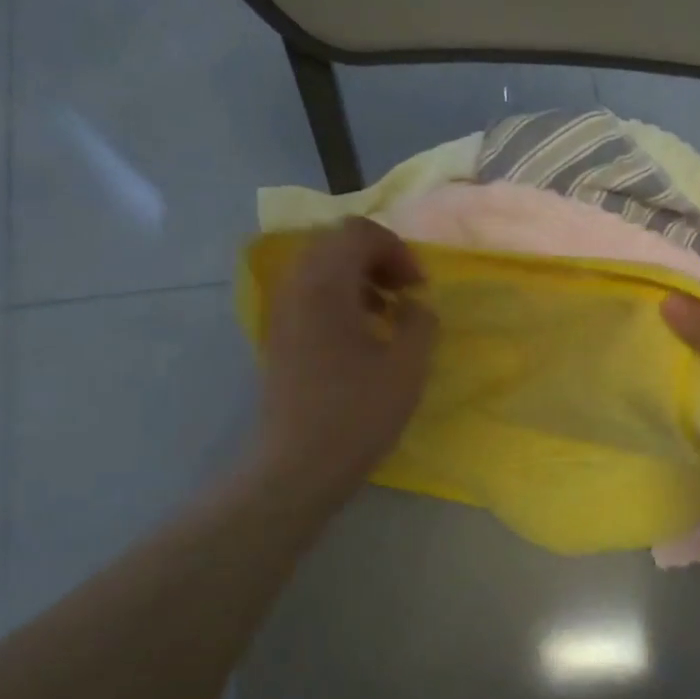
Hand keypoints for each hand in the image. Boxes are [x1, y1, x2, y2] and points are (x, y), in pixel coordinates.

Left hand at [255, 218, 436, 508]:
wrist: (296, 466)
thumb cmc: (357, 415)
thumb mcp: (408, 367)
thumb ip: (421, 322)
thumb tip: (414, 305)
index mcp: (326, 286)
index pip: (359, 232)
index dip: (397, 250)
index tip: (419, 287)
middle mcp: (296, 288)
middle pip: (335, 243)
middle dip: (377, 258)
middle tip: (405, 292)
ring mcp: (280, 311)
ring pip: (320, 268)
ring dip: (358, 278)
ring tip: (387, 313)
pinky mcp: (278, 336)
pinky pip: (309, 294)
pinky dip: (340, 298)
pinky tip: (362, 335)